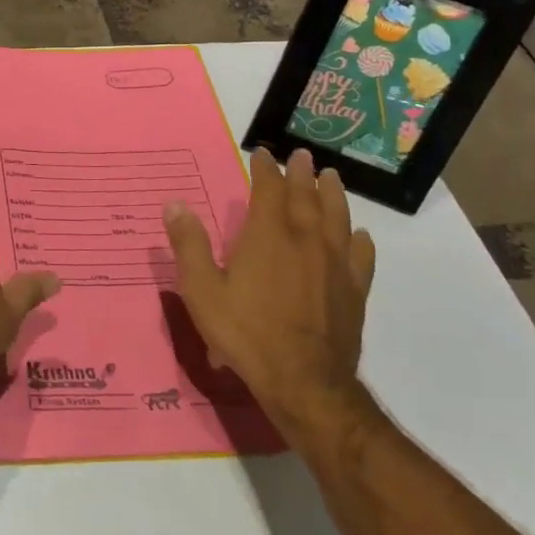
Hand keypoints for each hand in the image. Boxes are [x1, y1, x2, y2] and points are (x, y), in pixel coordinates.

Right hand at [162, 147, 376, 446]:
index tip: (262, 153)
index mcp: (267, 236)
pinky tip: (358, 236)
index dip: (265, 169)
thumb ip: (188, 245)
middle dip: (301, 173)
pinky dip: (358, 240)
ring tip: (332, 178)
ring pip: (337, 218)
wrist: (303, 381)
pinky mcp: (353, 291)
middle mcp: (305, 241)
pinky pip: (360, 256)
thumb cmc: (245, 332)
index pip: (268, 190)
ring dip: (333, 194)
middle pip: (306, 196)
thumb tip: (174, 204)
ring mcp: (334, 265)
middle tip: (302, 154)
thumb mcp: (202, 290)